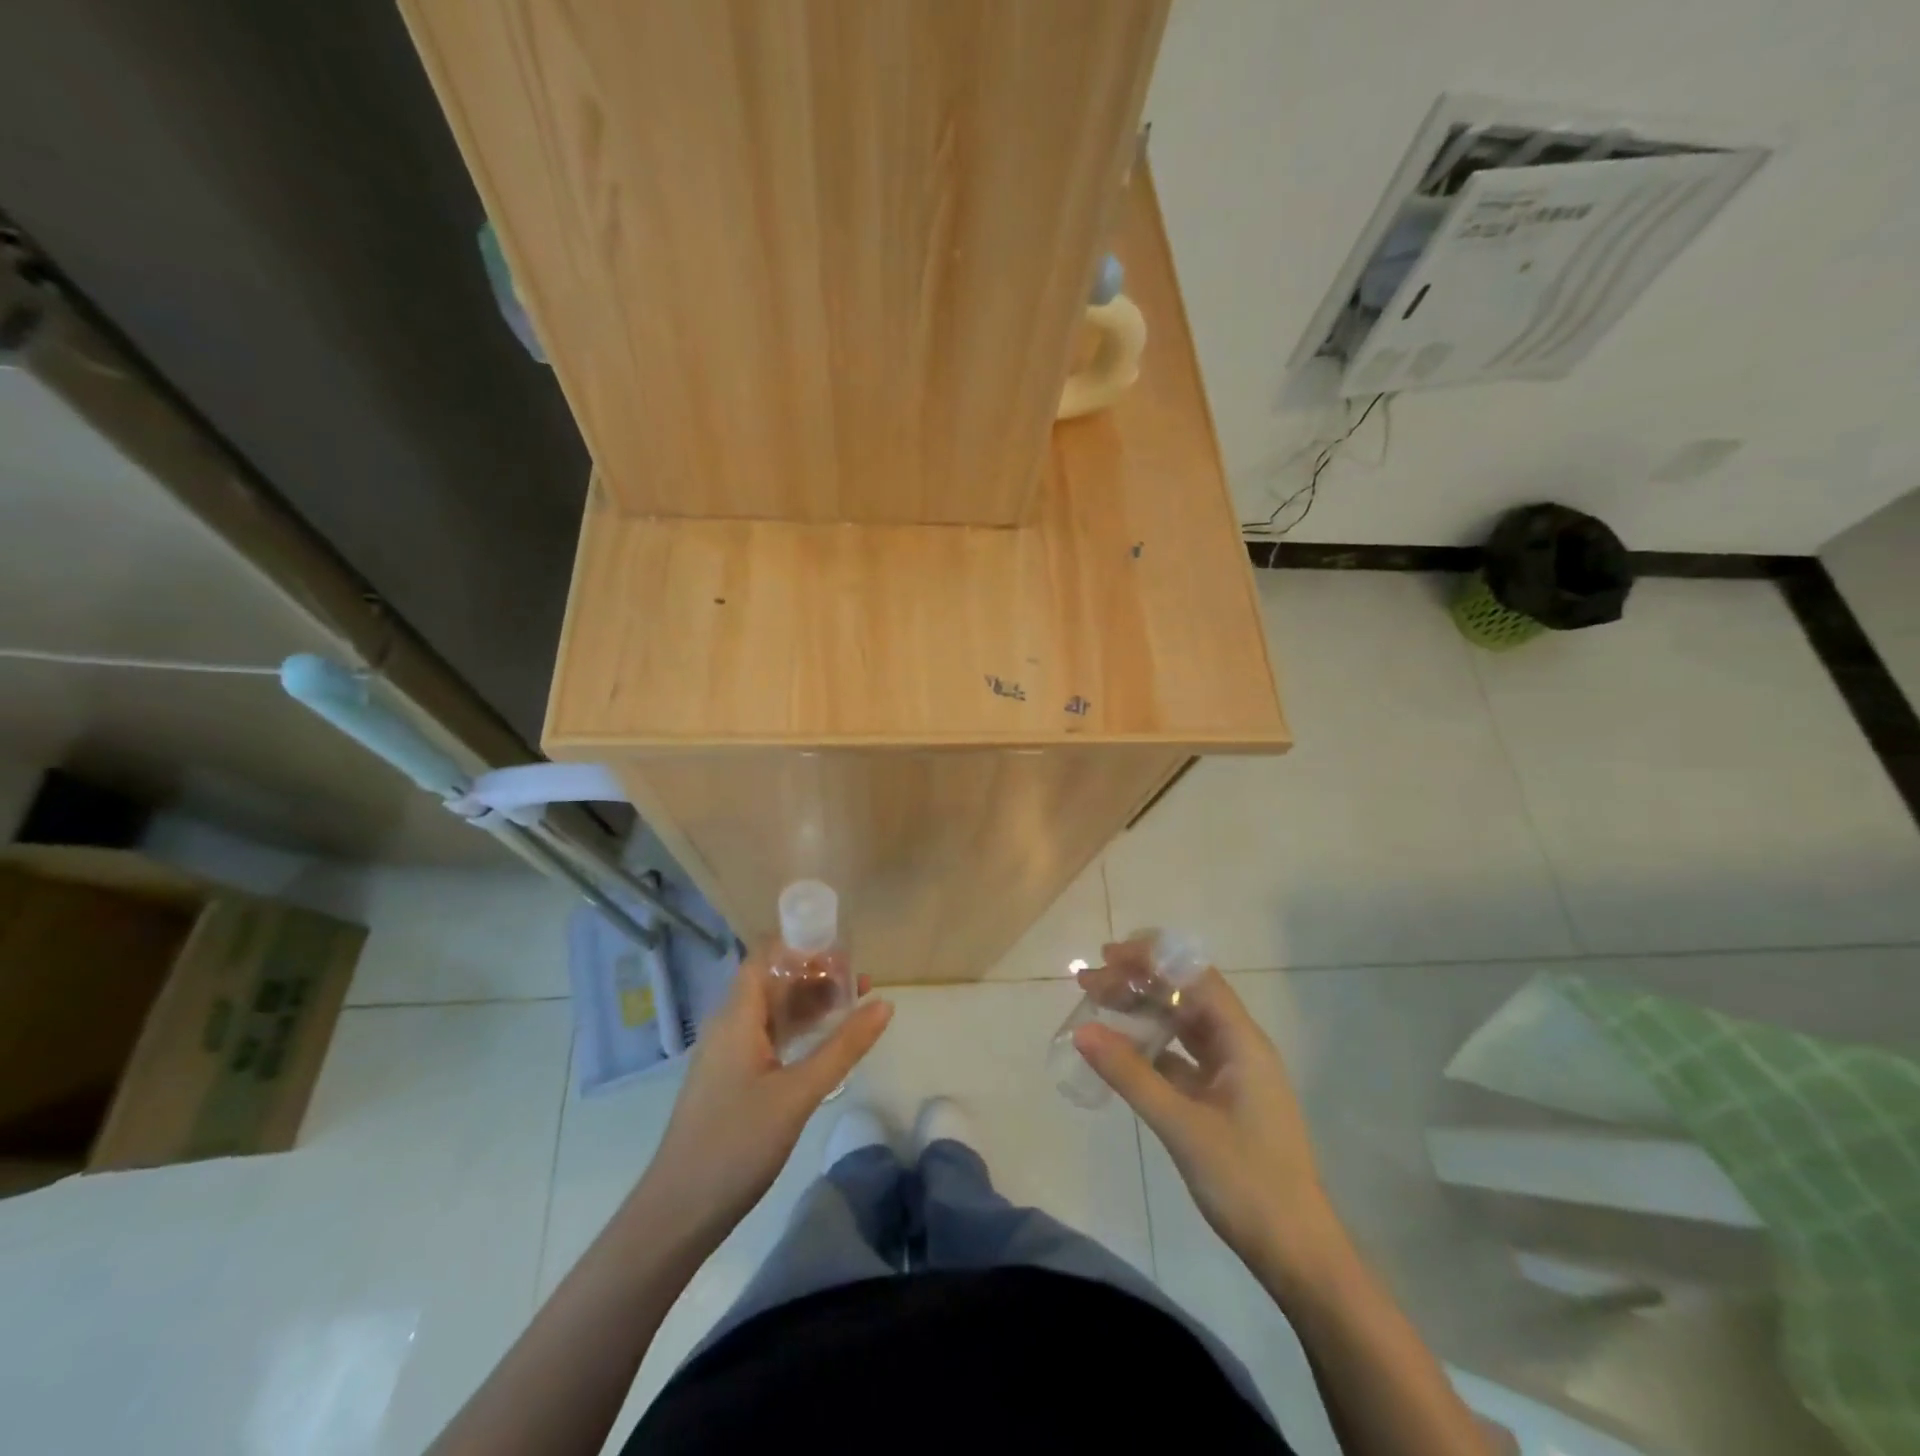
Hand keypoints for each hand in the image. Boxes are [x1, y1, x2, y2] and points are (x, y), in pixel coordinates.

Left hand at [640, 954, 892, 1237]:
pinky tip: (826, 1043)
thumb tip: (885, 1004)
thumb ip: (843, 1047)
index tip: (843, 950)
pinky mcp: (733, 1080)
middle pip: (773, 982)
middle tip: (861, 981)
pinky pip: (769, 1038)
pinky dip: (799, 1031)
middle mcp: (730, 1026)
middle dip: (815, 975)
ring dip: (810, 1004)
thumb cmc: (736, 1144)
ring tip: (854, 1006)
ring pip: (773, 1012)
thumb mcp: (798, 1093)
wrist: (678, 1214)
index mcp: (736, 1017)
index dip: (801, 945)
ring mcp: (729, 1055)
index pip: (764, 957)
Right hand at [1073, 946, 1339, 1280]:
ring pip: (1182, 1026)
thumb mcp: (1182, 1126)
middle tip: (1089, 980)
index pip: (1196, 977)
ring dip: (1142, 1011)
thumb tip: (1083, 1030)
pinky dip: (1151, 1047)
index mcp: (1242, 1042)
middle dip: (1138, 982)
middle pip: (1185, 997)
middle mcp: (1239, 1048)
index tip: (1109, 956)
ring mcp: (1232, 1075)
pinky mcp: (1222, 1101)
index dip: (1153, 959)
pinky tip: (1121, 1051)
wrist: (1297, 1254)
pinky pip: (1182, 1058)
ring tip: (1098, 1005)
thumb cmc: (1247, 1182)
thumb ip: (1131, 1075)